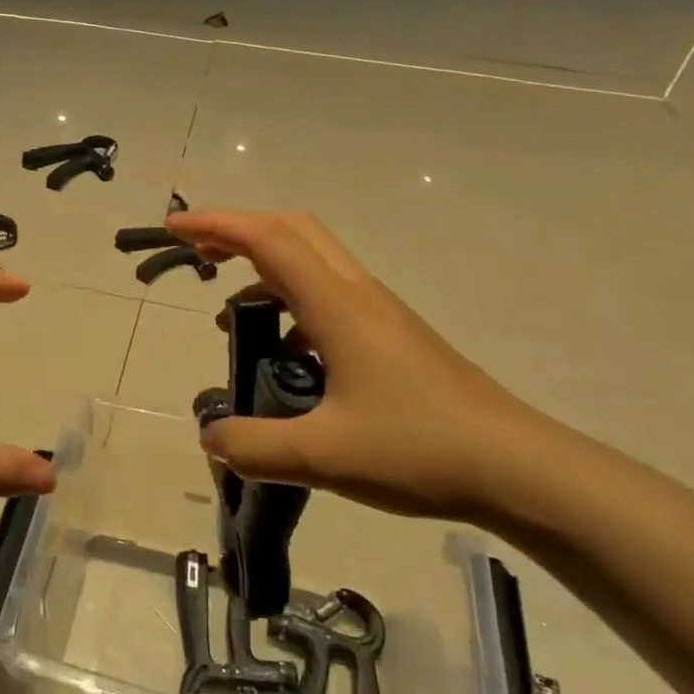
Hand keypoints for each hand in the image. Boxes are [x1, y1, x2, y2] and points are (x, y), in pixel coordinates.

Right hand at [168, 209, 555, 519]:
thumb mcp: (323, 455)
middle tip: (199, 255)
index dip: (216, 225)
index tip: (174, 228)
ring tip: (232, 316)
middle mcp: (357, 294)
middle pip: (293, 231)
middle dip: (239, 231)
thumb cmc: (420, 450)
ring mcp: (380, 313)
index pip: (267, 240)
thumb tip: (211, 438)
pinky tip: (287, 359)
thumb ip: (255, 445)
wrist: (519, 469)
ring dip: (266, 268)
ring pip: (313, 262)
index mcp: (337, 305)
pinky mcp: (393, 337)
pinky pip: (330, 297)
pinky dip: (293, 305)